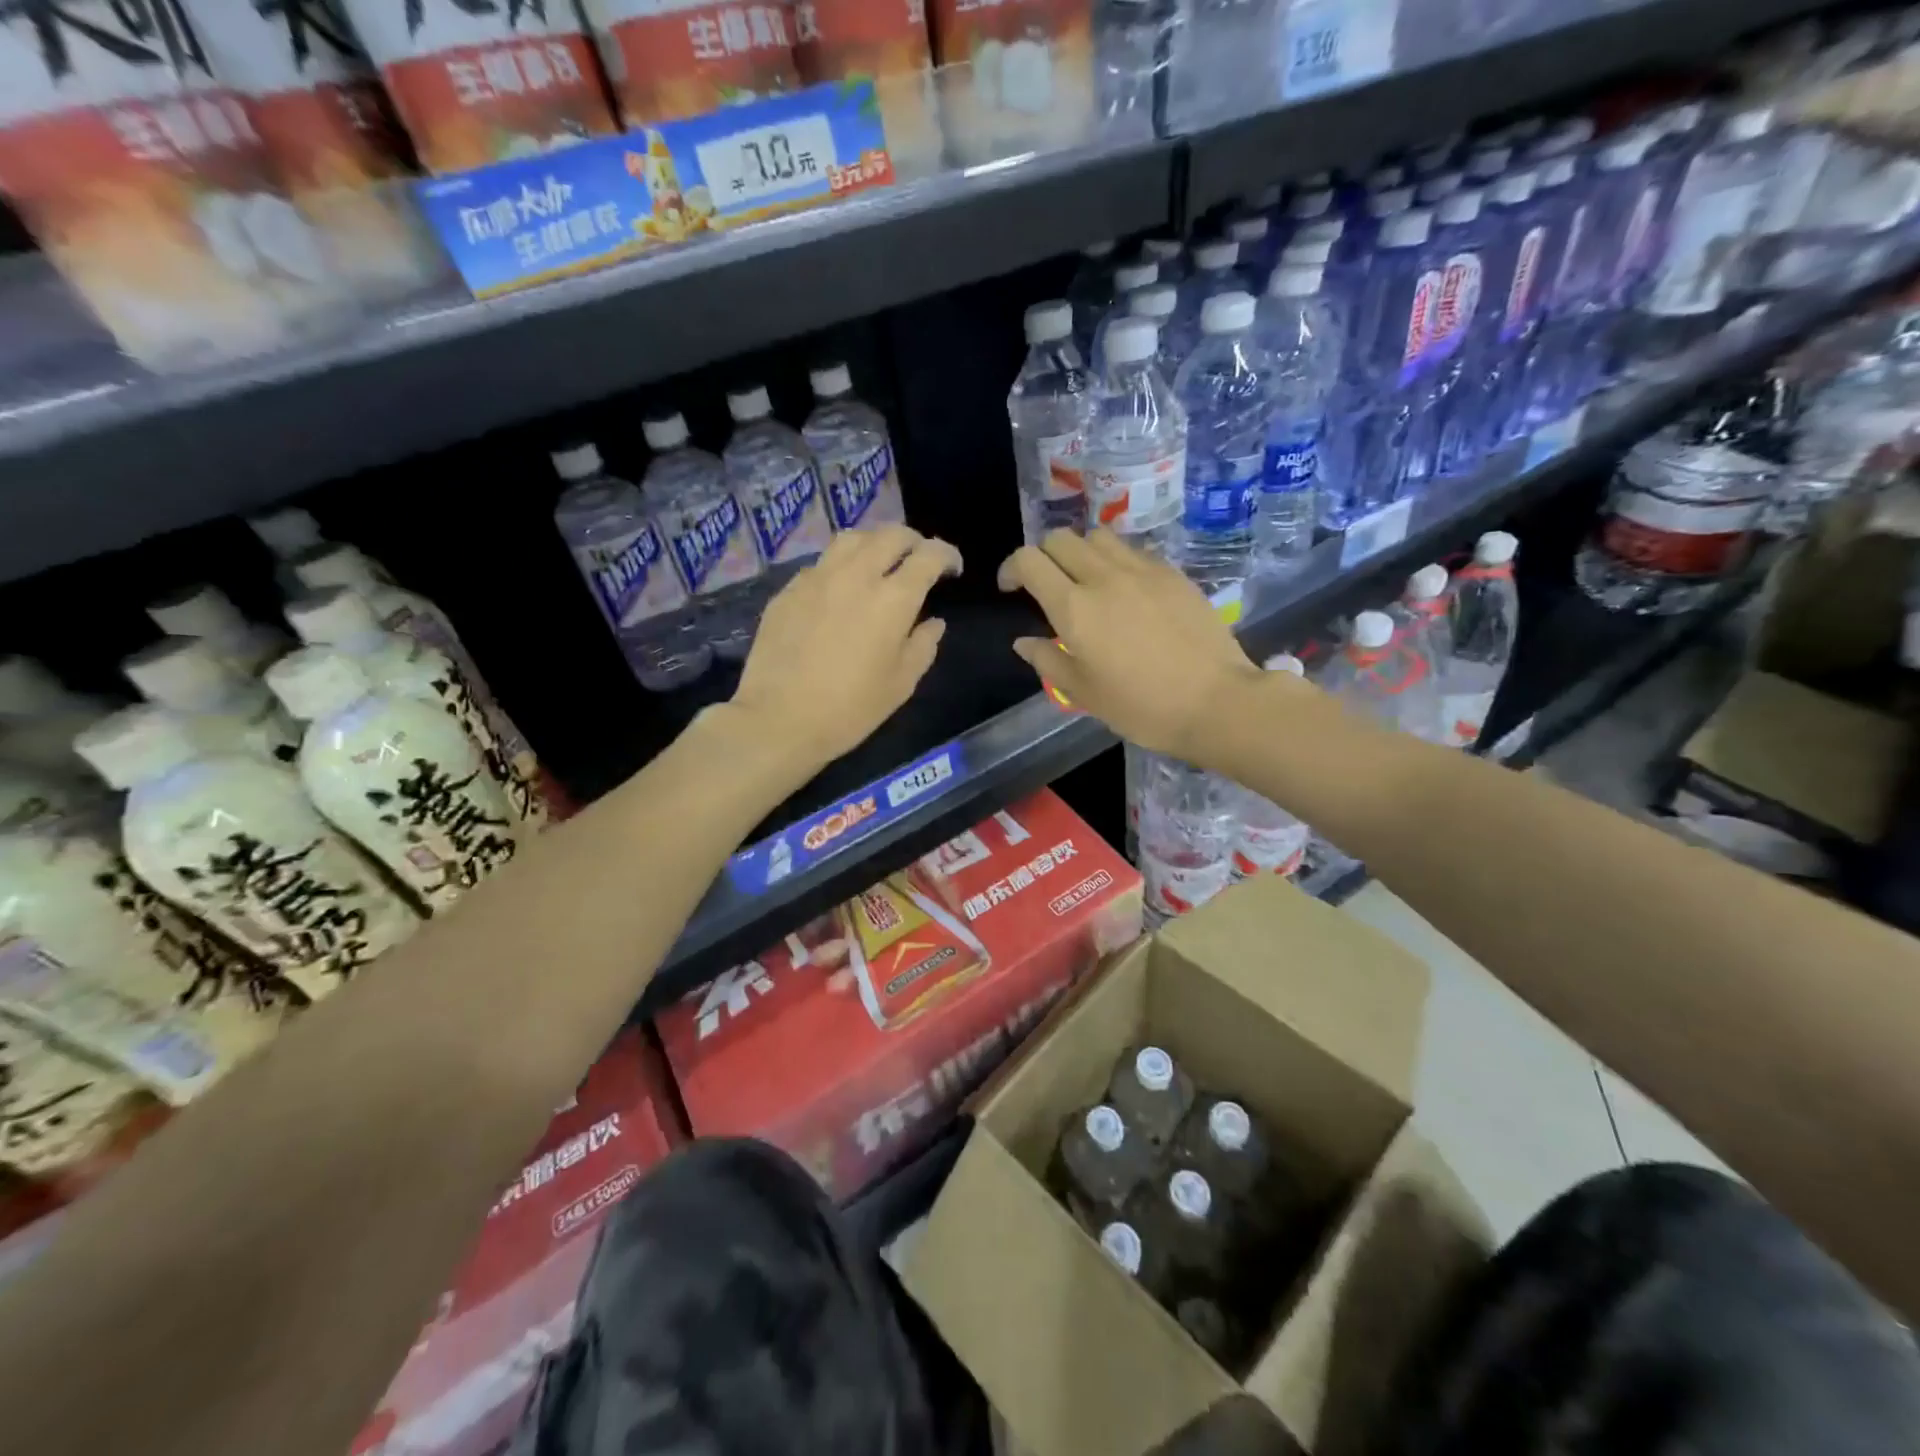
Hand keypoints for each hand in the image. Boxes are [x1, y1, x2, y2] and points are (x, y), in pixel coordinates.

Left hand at [732, 525, 959, 771]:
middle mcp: (856, 575)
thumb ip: (923, 645)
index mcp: (892, 599)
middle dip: (913, 541)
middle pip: (891, 535)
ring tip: (880, 562)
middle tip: (919, 560)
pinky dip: (842, 566)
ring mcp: (817, 578)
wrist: (779, 719)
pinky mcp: (788, 589)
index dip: (946, 555)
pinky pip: (822, 563)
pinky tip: (840, 589)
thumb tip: (933, 622)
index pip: (928, 555)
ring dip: (875, 543)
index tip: (952, 569)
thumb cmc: (850, 709)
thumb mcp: (901, 684)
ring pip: (852, 538)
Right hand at [998, 529, 1257, 759]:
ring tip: (1086, 580)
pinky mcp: (1172, 572)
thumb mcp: (1083, 693)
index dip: (1011, 568)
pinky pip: (1132, 550)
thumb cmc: (1141, 706)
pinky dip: (1116, 560)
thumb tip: (1024, 641)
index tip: (1011, 588)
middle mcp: (1104, 576)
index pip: (1029, 561)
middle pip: (1060, 538)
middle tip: (1046, 584)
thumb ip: (1048, 660)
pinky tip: (1125, 590)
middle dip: (1043, 555)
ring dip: (1081, 551)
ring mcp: (1142, 569)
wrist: (1215, 701)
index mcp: (1074, 607)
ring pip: (1098, 536)